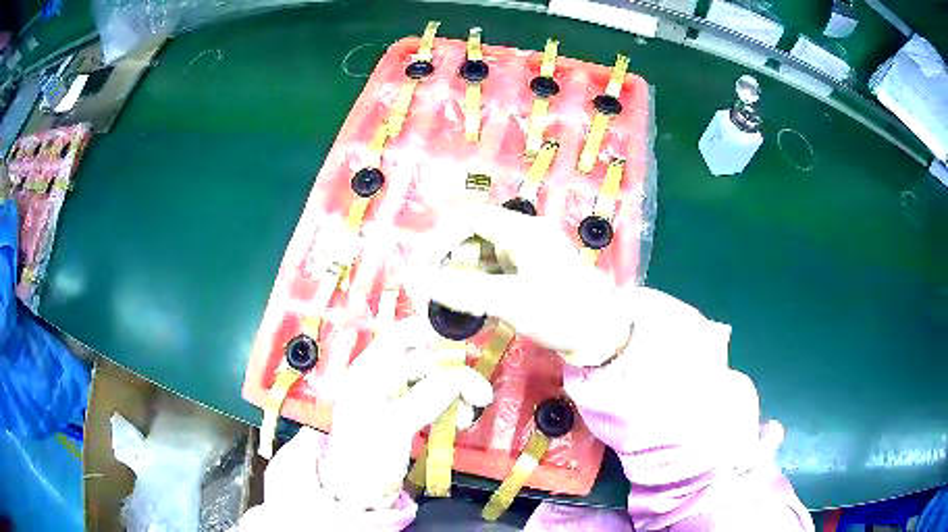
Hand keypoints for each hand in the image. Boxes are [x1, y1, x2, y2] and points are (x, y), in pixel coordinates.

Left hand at [318, 317, 492, 509]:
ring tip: (468, 419)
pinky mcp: (409, 414)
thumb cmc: (364, 455)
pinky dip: (452, 407)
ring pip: (436, 381)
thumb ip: (426, 397)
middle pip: (427, 360)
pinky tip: (460, 423)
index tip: (464, 350)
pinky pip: (437, 400)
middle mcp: (384, 376)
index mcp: (370, 369)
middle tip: (481, 396)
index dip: (432, 334)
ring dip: (457, 394)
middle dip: (455, 374)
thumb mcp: (393, 424)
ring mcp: (397, 396)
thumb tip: (461, 376)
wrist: (357, 491)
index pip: (403, 335)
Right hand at [406, 203, 633, 366]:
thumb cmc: (562, 311)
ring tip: (451, 304)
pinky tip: (472, 309)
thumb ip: (461, 289)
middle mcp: (524, 238)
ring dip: (464, 277)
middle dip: (451, 261)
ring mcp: (528, 259)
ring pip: (483, 259)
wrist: (603, 336)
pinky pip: (495, 276)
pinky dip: (479, 289)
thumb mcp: (510, 300)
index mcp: (522, 231)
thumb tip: (414, 279)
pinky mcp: (531, 279)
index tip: (426, 268)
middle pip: (475, 238)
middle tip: (436, 291)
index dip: (443, 238)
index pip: (471, 218)